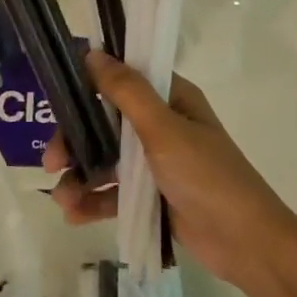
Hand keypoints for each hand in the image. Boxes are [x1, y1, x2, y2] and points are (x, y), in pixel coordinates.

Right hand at [45, 51, 296, 287]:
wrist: (246, 244)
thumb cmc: (207, 177)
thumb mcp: (164, 130)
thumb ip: (126, 91)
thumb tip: (92, 53)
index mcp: (171, 100)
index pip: (121, 80)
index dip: (87, 86)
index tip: (56, 99)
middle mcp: (161, 125)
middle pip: (103, 123)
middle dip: (73, 142)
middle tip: (50, 163)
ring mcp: (155, 163)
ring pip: (104, 160)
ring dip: (79, 177)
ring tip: (62, 200)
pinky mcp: (150, 197)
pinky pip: (113, 192)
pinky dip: (92, 201)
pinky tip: (73, 216)